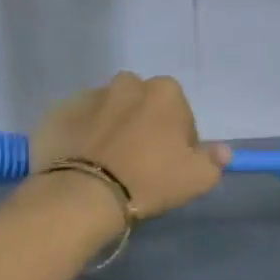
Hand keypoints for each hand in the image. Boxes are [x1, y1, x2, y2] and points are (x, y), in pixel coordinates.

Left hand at [29, 73, 229, 218]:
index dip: (178, 138)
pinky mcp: (57, 112)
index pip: (180, 112)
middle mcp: (127, 84)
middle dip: (143, 124)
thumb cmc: (150, 181)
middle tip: (139, 161)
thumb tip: (222, 150)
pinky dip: (81, 135)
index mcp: (165, 93)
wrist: (83, 195)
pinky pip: (77, 122)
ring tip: (106, 163)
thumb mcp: (198, 178)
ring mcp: (88, 96)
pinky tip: (81, 162)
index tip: (170, 163)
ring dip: (111, 127)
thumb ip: (214, 160)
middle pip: (142, 104)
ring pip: (108, 110)